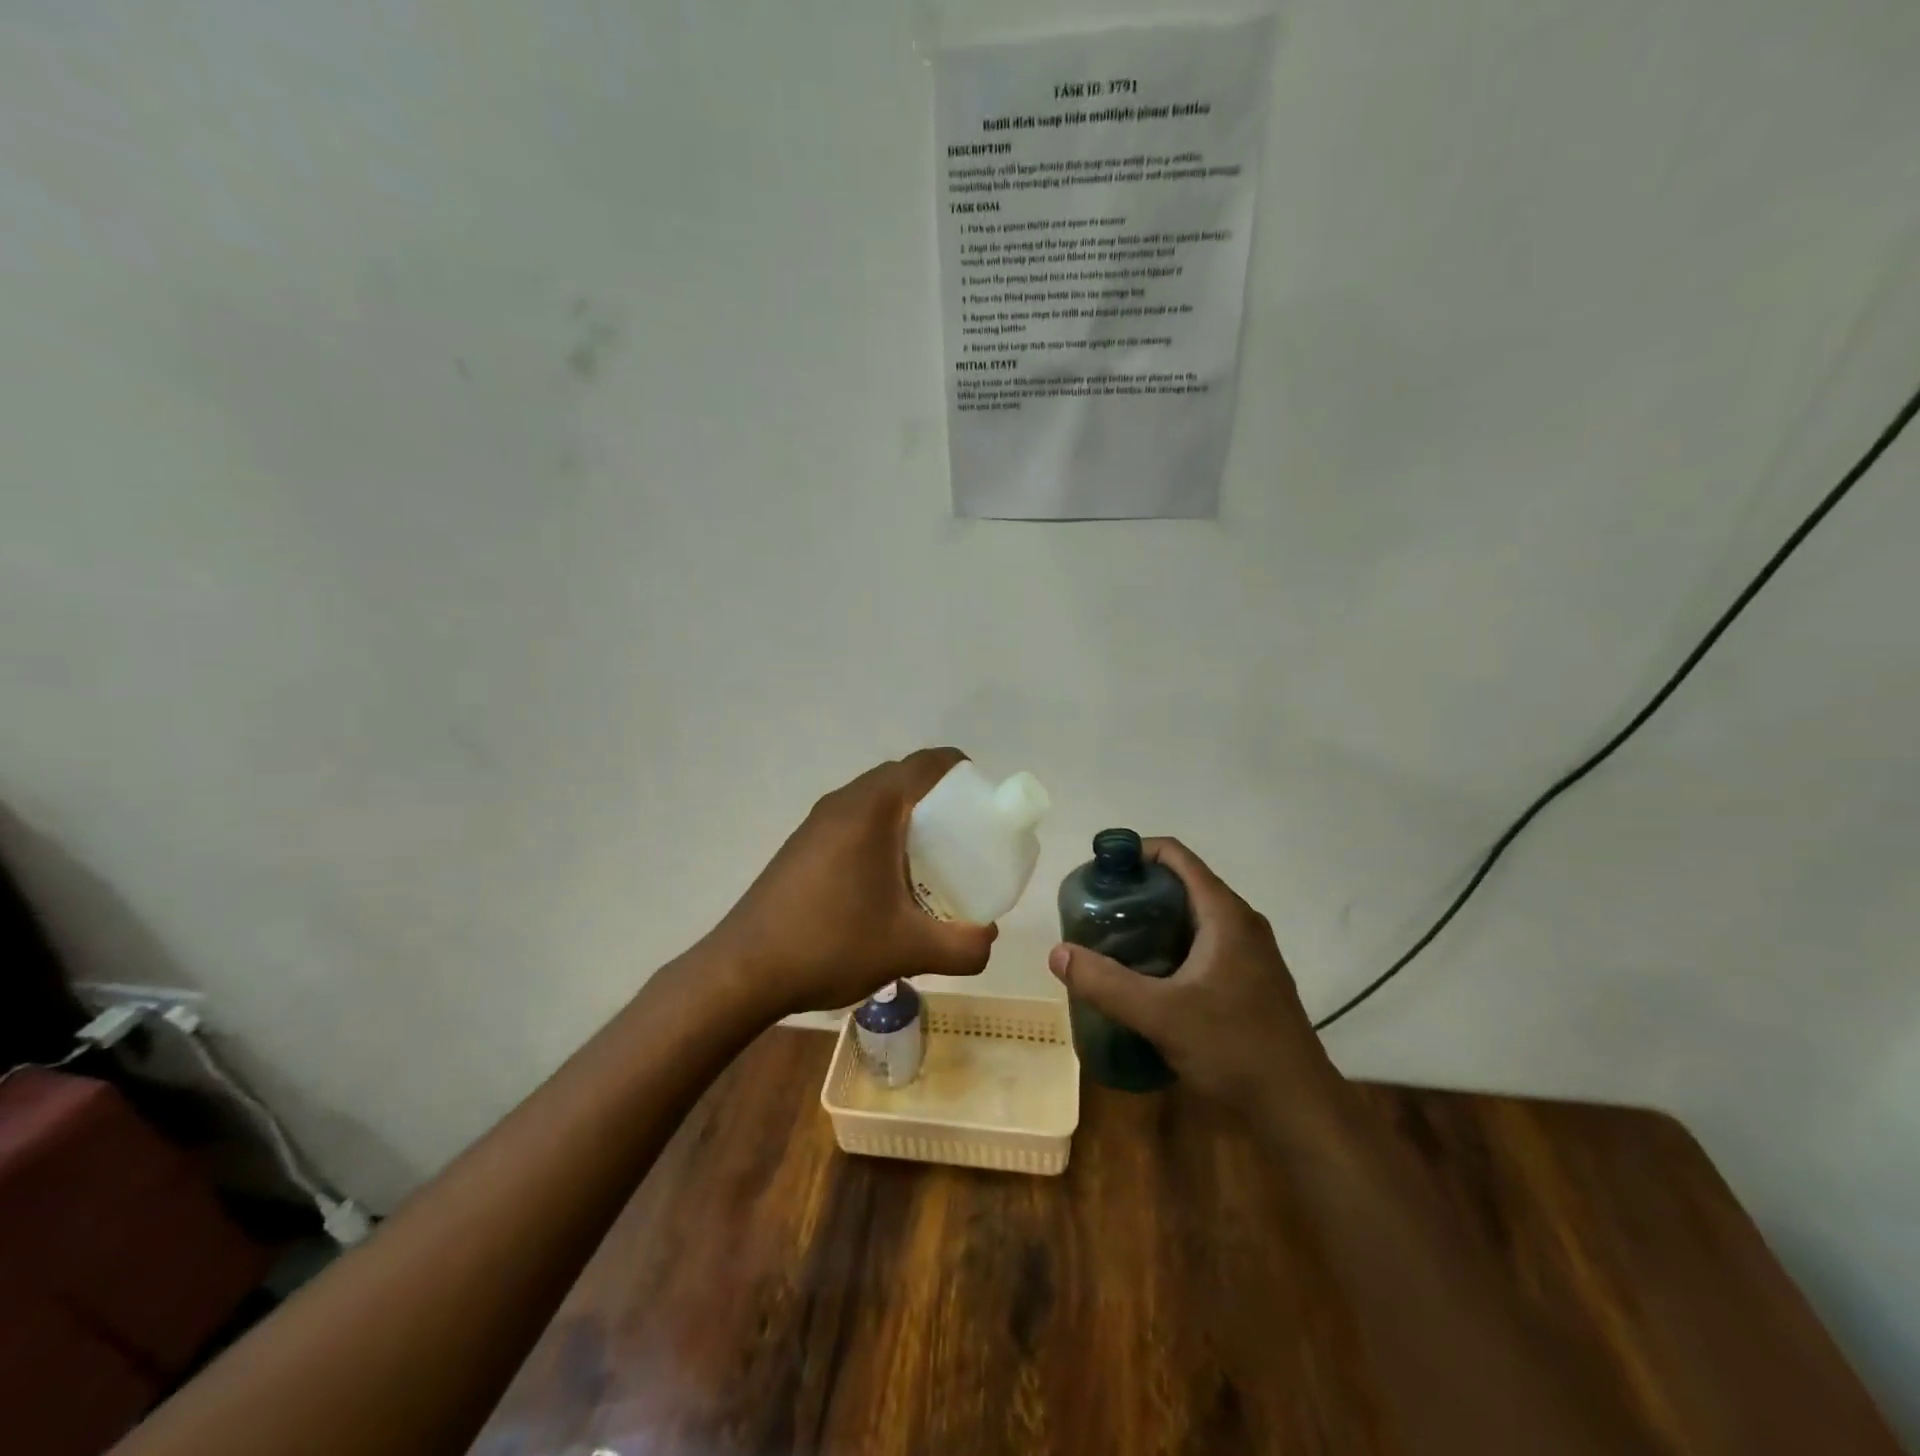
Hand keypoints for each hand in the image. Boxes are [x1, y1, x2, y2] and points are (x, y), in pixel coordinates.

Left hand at [709, 748, 996, 1017]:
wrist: (743, 971)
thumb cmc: (831, 944)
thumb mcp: (908, 949)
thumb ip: (963, 946)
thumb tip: (989, 939)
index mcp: (872, 808)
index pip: (927, 763)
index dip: (962, 772)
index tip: (984, 806)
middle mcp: (843, 802)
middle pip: (902, 778)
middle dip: (939, 799)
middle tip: (964, 840)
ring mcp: (817, 822)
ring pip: (875, 800)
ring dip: (906, 818)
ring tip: (929, 863)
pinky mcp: (802, 845)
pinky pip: (853, 821)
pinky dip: (879, 834)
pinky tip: (885, 883)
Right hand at [1047, 838, 1349, 1130]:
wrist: (1299, 1109)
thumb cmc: (1234, 1048)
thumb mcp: (1160, 1015)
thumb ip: (1106, 983)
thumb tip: (1057, 953)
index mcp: (1225, 915)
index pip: (1177, 856)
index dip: (1136, 852)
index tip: (1099, 870)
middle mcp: (1241, 924)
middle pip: (1182, 885)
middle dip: (1138, 890)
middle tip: (1098, 910)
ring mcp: (1249, 954)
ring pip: (1192, 918)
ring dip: (1153, 920)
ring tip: (1113, 940)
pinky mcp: (1249, 981)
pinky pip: (1203, 945)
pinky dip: (1171, 945)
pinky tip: (1147, 976)